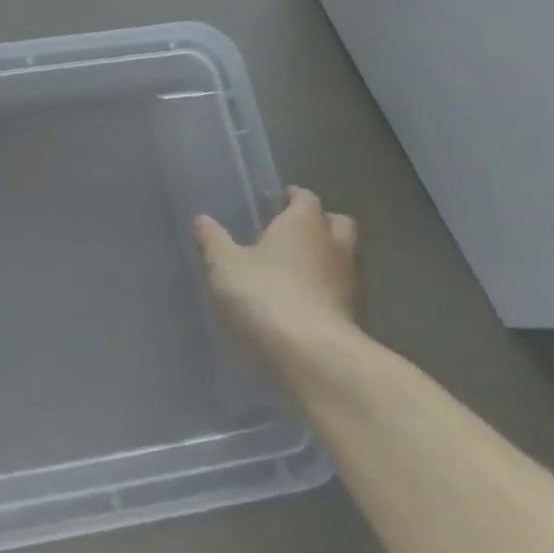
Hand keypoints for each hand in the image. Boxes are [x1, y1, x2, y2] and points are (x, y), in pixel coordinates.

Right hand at [194, 187, 358, 359]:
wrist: (312, 355)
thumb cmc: (264, 295)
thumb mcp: (225, 265)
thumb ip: (214, 241)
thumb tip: (202, 220)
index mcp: (304, 223)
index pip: (306, 198)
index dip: (293, 197)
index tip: (278, 201)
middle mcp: (332, 245)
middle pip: (336, 223)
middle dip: (318, 223)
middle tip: (290, 231)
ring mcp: (347, 281)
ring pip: (341, 257)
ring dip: (322, 258)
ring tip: (292, 269)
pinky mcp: (352, 315)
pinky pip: (338, 289)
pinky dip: (323, 289)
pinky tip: (299, 300)